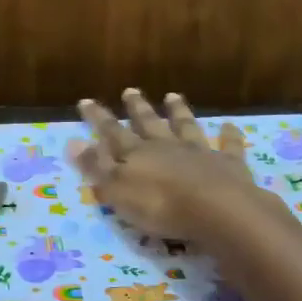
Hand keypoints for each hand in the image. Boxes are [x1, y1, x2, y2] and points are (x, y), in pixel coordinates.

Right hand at [69, 90, 277, 240]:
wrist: (217, 210)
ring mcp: (199, 153)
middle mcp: (166, 146)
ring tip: (173, 96)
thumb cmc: (160, 206)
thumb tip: (71, 142)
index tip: (85, 100)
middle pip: (149, 123)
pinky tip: (230, 126)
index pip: (112, 133)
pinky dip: (229, 136)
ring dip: (178, 112)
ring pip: (186, 127)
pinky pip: (229, 146)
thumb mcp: (117, 190)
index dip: (97, 118)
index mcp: (137, 154)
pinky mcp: (227, 165)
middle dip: (137, 108)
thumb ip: (96, 166)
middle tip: (130, 90)